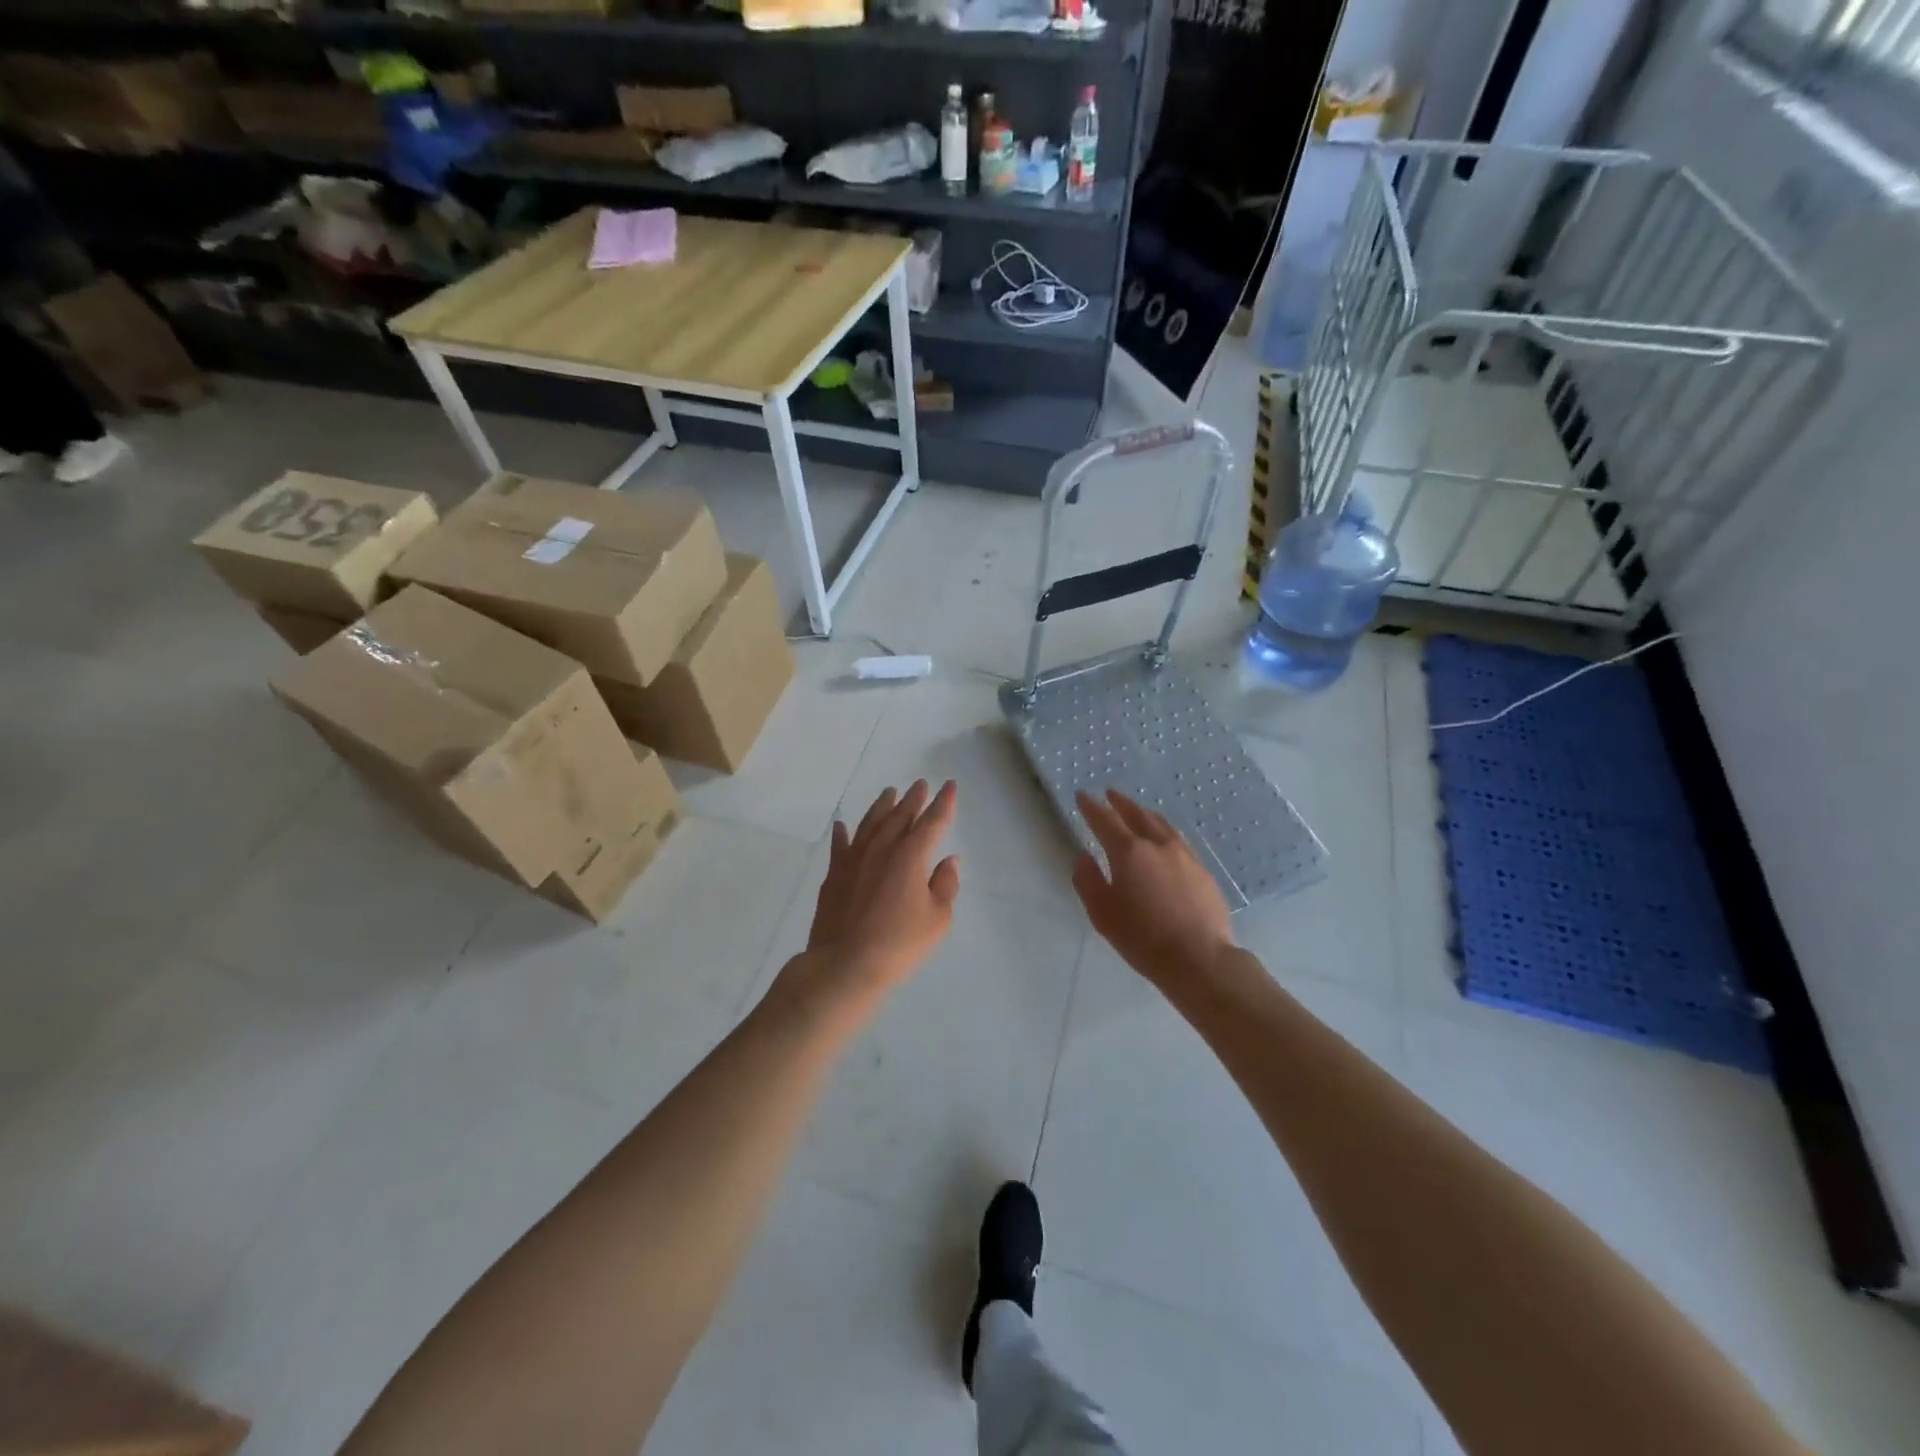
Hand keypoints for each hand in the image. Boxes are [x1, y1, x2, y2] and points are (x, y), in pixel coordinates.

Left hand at [801, 780, 960, 1000]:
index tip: (949, 786)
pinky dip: (842, 834)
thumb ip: (945, 886)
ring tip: (889, 793)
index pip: (932, 822)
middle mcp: (882, 849)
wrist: (845, 965)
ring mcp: (854, 860)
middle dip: (913, 799)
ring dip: (881, 807)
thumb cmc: (899, 944)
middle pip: (899, 816)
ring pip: (870, 824)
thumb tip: (948, 861)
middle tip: (920, 784)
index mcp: (911, 856)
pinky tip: (842, 825)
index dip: (943, 803)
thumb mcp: (937, 920)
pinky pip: (840, 847)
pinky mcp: (833, 876)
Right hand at [1072, 789, 1234, 988]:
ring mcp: (1185, 855)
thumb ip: (1088, 880)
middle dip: (1120, 803)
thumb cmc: (1143, 938)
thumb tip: (1084, 857)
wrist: (1200, 959)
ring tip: (1137, 811)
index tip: (1082, 796)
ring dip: (1144, 813)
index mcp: (1129, 852)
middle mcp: (1158, 845)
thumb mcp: (1102, 914)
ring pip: (1161, 824)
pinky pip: (1179, 840)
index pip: (1105, 820)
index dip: (1091, 807)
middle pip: (1137, 814)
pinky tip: (1165, 839)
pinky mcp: (1203, 870)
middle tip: (1110, 794)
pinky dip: (1164, 831)